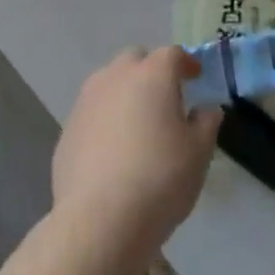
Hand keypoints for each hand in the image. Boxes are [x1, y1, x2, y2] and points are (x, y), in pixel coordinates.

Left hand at [52, 47, 221, 260]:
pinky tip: (113, 151)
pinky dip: (105, 120)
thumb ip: (206, 123)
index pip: (172, 54)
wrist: (99, 220)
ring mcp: (86, 101)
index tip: (195, 76)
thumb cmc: (159, 179)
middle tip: (165, 99)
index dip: (186, 63)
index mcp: (152, 74)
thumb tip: (205, 109)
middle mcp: (116, 77)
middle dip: (151, 71)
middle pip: (135, 60)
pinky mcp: (67, 129)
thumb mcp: (199, 153)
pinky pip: (93, 113)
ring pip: (109, 83)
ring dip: (125, 93)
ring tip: (137, 123)